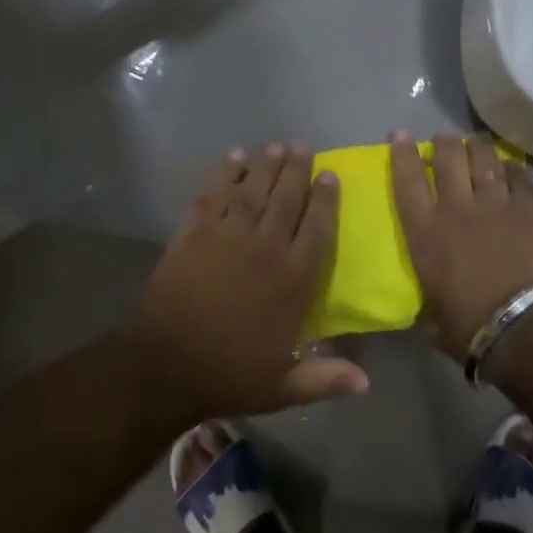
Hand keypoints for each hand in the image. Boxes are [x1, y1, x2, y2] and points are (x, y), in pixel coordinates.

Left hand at [133, 143, 369, 421]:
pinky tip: (233, 158)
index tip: (331, 175)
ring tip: (276, 145)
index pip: (317, 229)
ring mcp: (228, 235)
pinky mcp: (196, 232)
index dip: (326, 200)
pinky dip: (224, 174)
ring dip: (266, 165)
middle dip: (297, 170)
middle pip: (286, 199)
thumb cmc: (229, 374)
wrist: (166, 364)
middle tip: (303, 146)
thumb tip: (367, 383)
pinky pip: (214, 195)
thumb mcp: (283, 386)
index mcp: (292, 279)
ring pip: (253, 190)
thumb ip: (325, 378)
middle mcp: (265, 247)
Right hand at [389, 131, 532, 362]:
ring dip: (478, 148)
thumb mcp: (434, 317)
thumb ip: (430, 303)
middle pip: (448, 159)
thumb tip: (429, 313)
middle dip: (444, 143)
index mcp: (426, 232)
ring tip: (476, 143)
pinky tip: (511, 167)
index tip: (400, 134)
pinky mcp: (529, 210)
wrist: (528, 326)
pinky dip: (514, 169)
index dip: (402, 154)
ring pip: (484, 160)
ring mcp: (495, 205)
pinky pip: (520, 178)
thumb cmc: (472, 329)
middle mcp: (457, 208)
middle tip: (444, 138)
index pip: (407, 181)